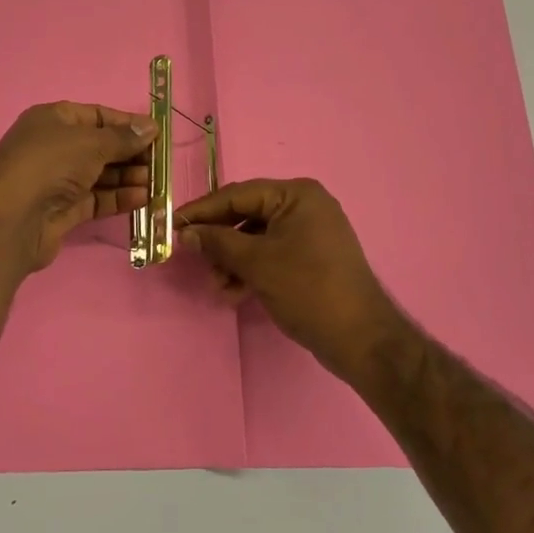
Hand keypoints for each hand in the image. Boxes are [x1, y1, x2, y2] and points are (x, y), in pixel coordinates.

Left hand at [0, 102, 155, 277]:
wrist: (11, 219)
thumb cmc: (49, 165)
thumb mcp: (90, 142)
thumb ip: (123, 137)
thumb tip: (150, 127)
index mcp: (53, 120)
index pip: (96, 116)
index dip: (127, 124)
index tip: (156, 133)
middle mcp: (54, 147)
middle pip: (100, 146)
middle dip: (131, 154)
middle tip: (160, 162)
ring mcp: (57, 181)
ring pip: (100, 175)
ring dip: (128, 177)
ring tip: (156, 183)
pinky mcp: (62, 211)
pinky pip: (96, 199)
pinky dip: (118, 198)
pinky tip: (142, 199)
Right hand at [177, 178, 405, 381]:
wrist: (361, 338)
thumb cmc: (308, 289)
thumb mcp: (257, 263)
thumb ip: (218, 243)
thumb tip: (187, 233)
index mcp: (296, 195)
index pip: (238, 194)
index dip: (203, 210)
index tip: (173, 224)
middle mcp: (304, 206)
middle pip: (246, 216)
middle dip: (219, 242)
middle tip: (196, 261)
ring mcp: (309, 233)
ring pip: (255, 239)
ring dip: (232, 261)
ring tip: (219, 287)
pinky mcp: (309, 258)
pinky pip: (270, 255)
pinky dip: (250, 271)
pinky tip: (234, 294)